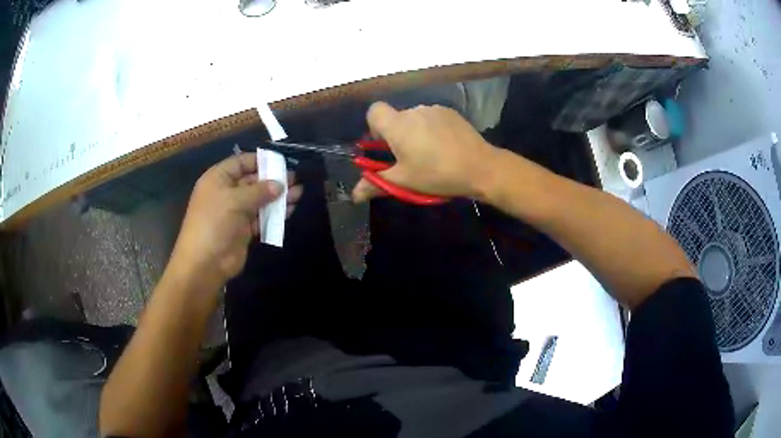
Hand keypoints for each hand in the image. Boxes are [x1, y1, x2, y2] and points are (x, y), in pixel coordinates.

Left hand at [170, 153, 301, 285]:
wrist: (205, 263)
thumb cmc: (215, 223)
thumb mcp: (235, 200)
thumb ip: (260, 190)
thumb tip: (280, 185)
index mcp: (219, 179)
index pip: (241, 162)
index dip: (260, 161)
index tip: (281, 162)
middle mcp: (227, 193)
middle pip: (253, 181)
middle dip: (273, 180)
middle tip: (295, 178)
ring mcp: (235, 212)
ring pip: (259, 200)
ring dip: (278, 197)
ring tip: (299, 193)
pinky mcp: (243, 230)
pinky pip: (261, 218)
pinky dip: (275, 214)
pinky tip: (290, 210)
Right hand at [352, 102, 497, 202]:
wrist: (480, 167)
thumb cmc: (437, 174)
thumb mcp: (404, 182)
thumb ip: (376, 185)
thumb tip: (354, 195)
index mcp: (398, 125)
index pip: (374, 111)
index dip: (374, 127)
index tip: (385, 146)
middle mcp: (414, 111)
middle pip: (396, 117)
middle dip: (397, 135)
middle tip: (410, 158)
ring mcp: (434, 109)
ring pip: (415, 118)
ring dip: (416, 131)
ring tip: (431, 154)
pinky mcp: (451, 112)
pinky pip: (432, 118)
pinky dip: (432, 129)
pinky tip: (445, 146)